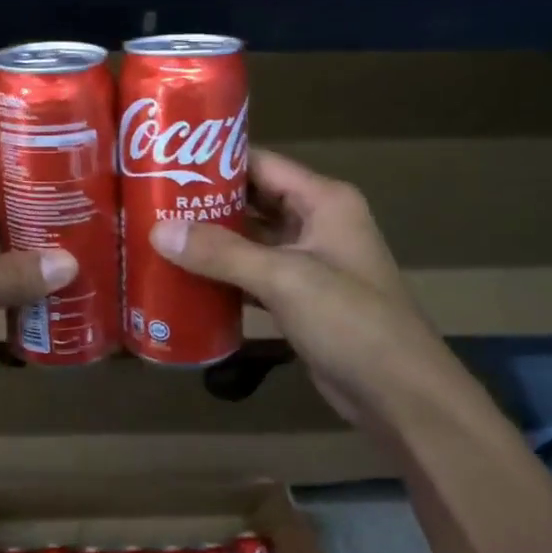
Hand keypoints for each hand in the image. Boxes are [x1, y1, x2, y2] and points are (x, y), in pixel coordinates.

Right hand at [149, 148, 460, 432]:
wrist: (399, 393)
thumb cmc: (350, 321)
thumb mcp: (285, 278)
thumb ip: (222, 253)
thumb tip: (158, 231)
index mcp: (324, 201)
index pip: (261, 164)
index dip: (216, 160)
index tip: (165, 161)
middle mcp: (317, 223)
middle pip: (253, 201)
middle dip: (206, 202)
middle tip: (152, 202)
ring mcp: (310, 263)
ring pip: (251, 241)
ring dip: (212, 242)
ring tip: (158, 237)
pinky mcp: (301, 299)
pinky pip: (254, 276)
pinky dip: (224, 277)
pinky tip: (185, 280)